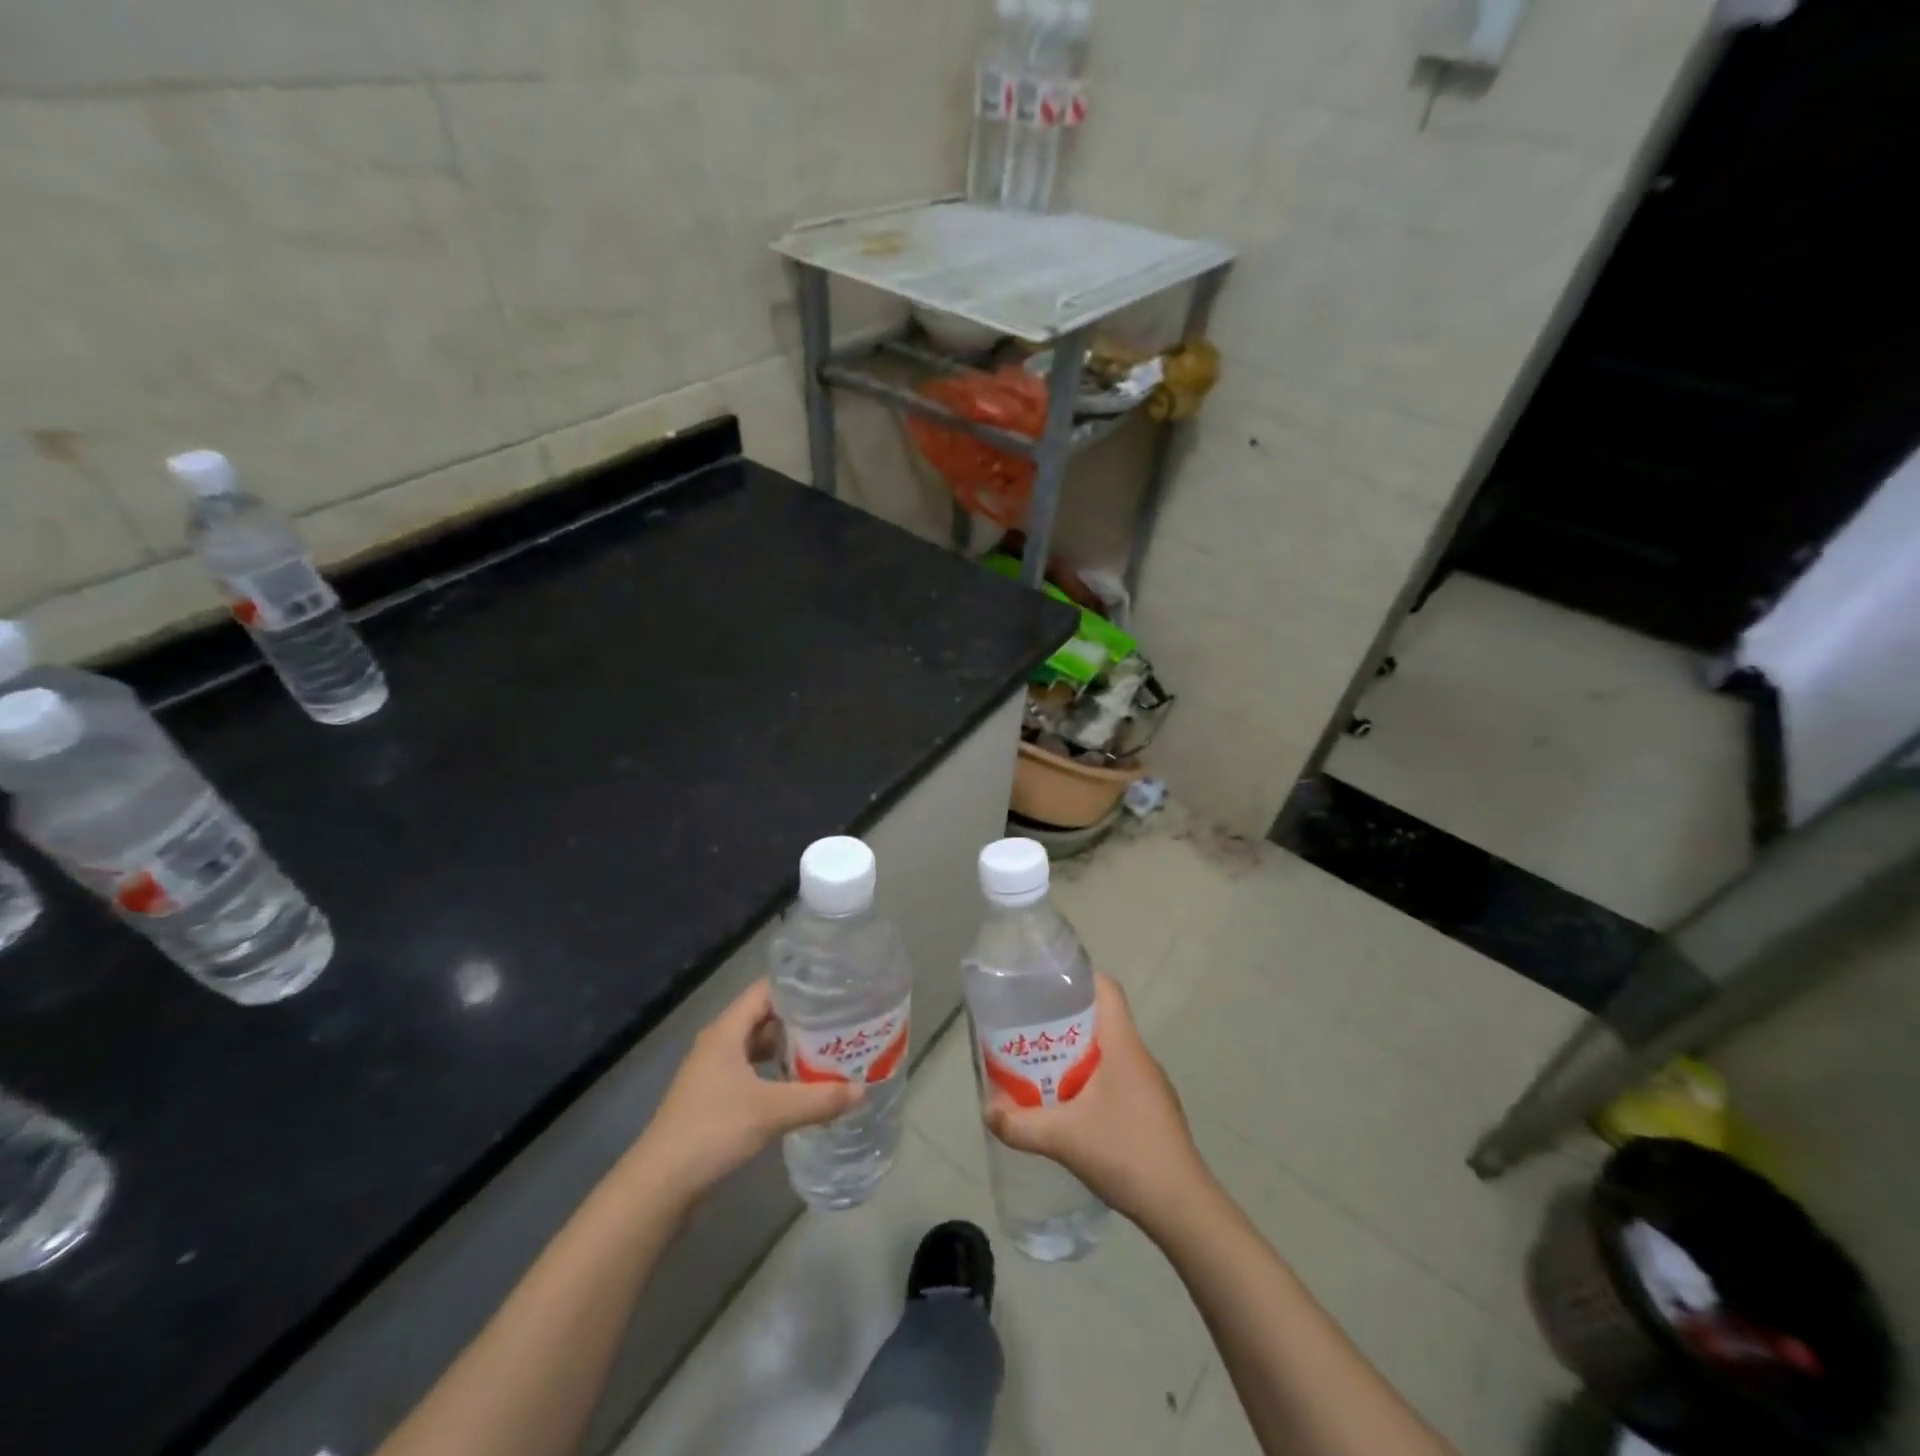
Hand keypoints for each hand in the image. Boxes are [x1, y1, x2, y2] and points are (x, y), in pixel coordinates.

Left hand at [625, 980, 861, 1209]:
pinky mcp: (714, 1098)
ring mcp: (713, 1072)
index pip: (766, 990)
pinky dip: (775, 1071)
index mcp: (726, 1030)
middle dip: (800, 1018)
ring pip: (757, 1046)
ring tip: (827, 1048)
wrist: (659, 1185)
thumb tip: (863, 1090)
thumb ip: (818, 1098)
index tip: (833, 988)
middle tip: (839, 1020)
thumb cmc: (712, 1130)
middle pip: (764, 1017)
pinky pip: (752, 1071)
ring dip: (788, 1047)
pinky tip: (799, 1084)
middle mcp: (719, 1043)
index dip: (798, 986)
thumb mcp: (771, 1111)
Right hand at [985, 974, 1208, 1228]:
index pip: (1106, 989)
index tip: (1046, 985)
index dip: (1078, 978)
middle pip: (1102, 1019)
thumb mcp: (1063, 1138)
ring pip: (1109, 1052)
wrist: (1182, 1207)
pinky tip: (1072, 1108)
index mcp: (1123, 1045)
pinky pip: (1117, 1078)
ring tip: (1043, 1068)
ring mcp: (1150, 1085)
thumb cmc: (1125, 1153)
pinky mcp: (1153, 1111)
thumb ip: (1020, 1124)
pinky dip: (1092, 1081)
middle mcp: (1139, 1056)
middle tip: (1030, 1031)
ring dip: (1077, 1055)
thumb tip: (988, 1111)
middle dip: (1065, 1021)